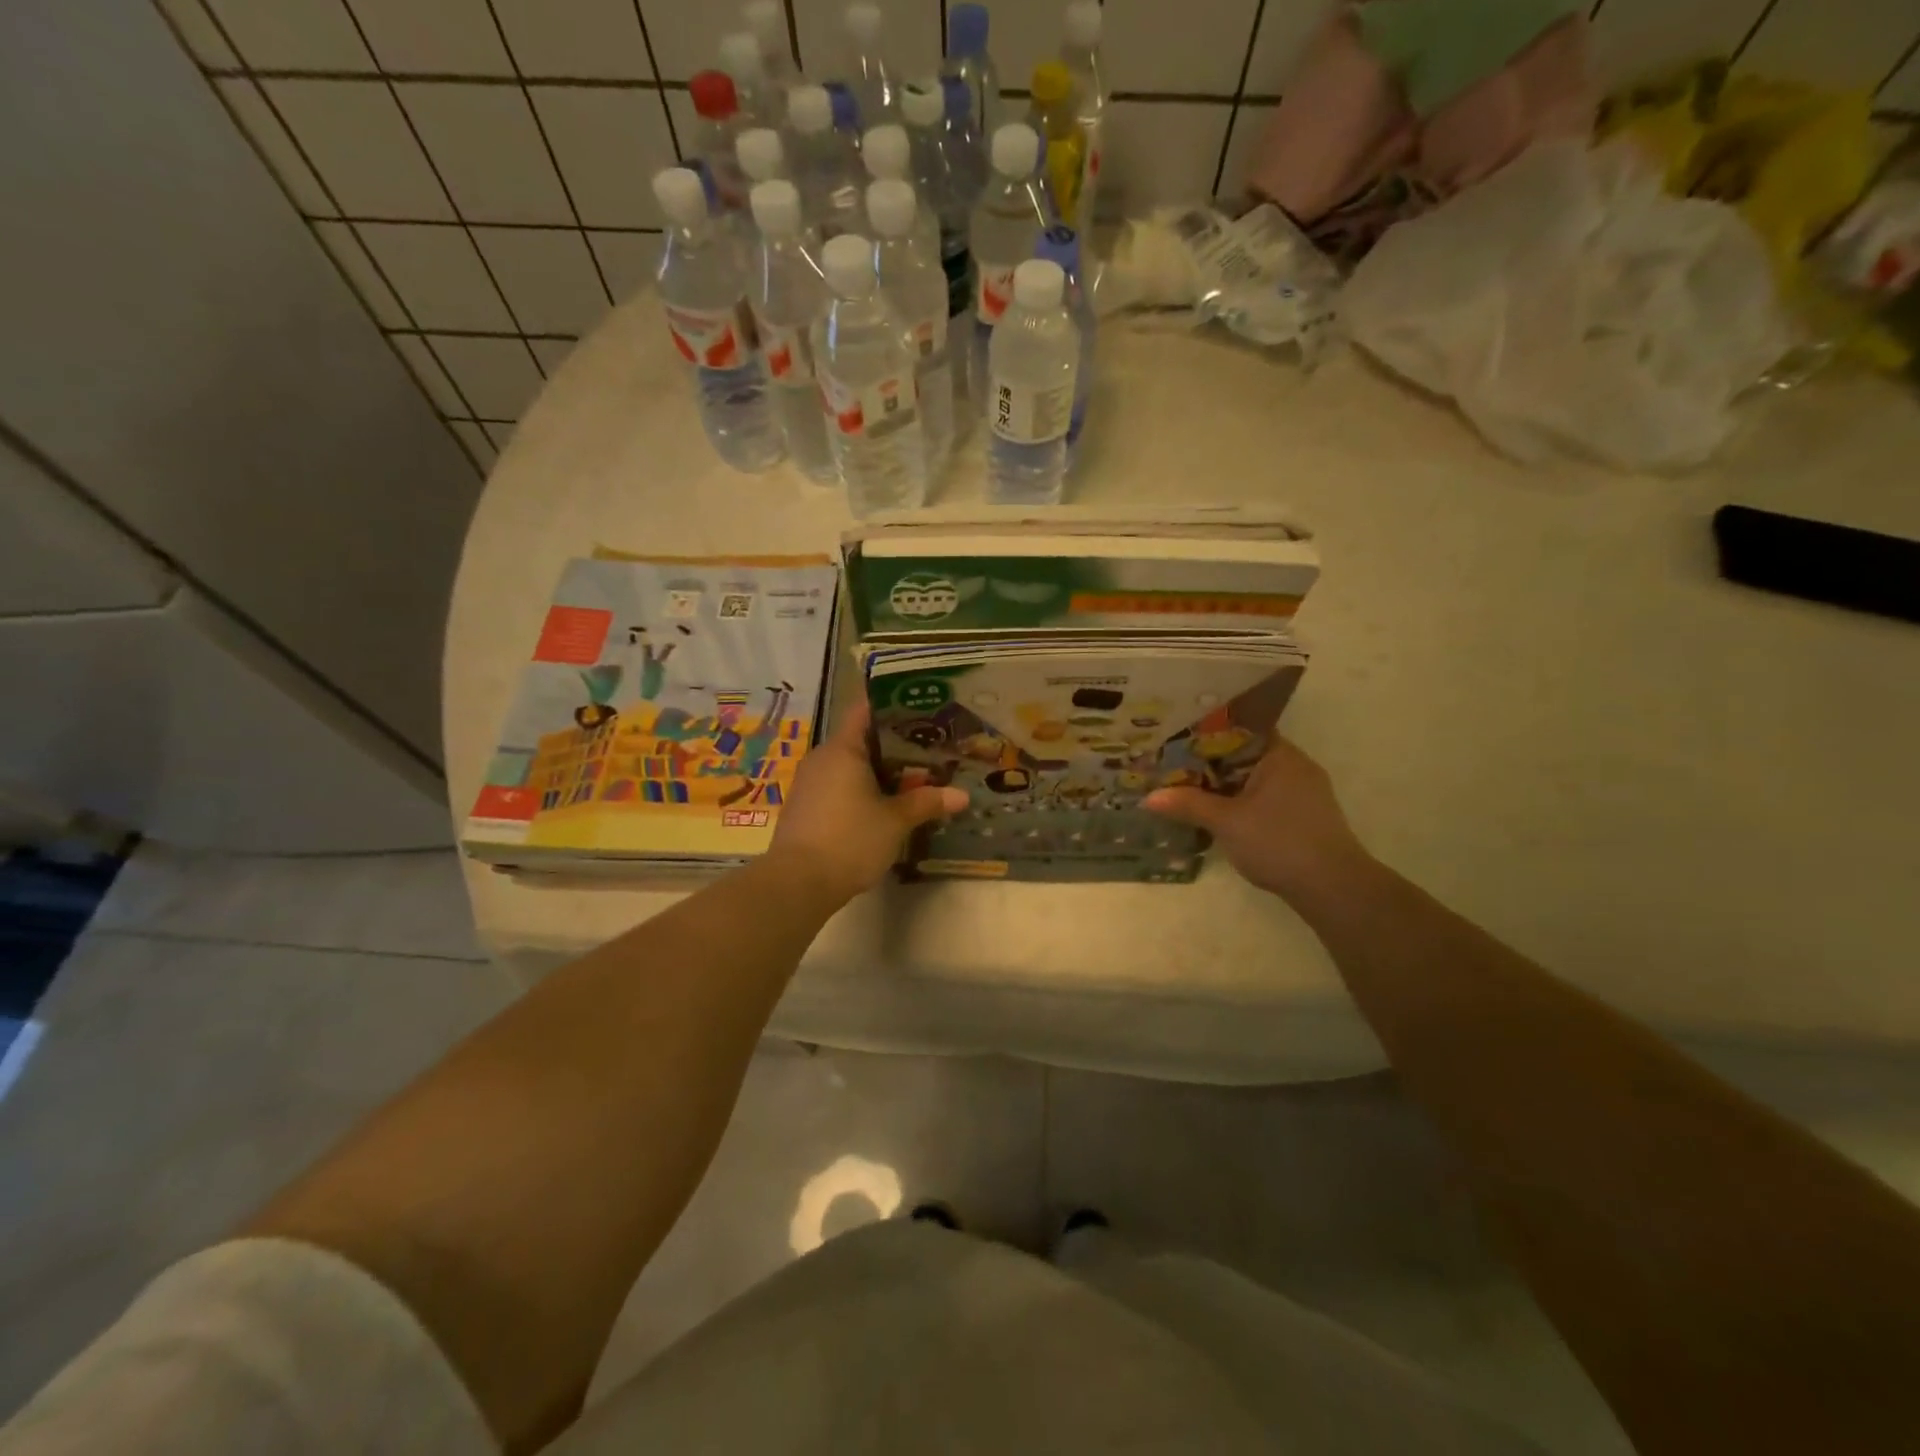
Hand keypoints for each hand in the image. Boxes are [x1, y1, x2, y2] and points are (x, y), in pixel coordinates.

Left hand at [770, 701, 967, 902]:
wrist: (798, 883)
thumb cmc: (850, 840)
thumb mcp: (895, 821)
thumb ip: (927, 802)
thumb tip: (962, 795)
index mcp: (843, 749)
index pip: (865, 710)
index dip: (892, 705)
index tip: (920, 708)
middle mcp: (822, 758)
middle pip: (861, 739)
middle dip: (894, 744)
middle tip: (929, 748)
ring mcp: (810, 783)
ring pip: (850, 766)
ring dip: (878, 771)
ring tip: (913, 777)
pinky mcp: (805, 808)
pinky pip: (838, 787)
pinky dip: (861, 790)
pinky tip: (883, 804)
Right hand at [1144, 736, 1370, 903]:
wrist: (1332, 887)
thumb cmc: (1279, 842)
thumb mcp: (1226, 822)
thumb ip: (1188, 805)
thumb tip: (1148, 797)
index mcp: (1280, 755)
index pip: (1239, 730)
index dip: (1206, 733)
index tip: (1176, 738)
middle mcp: (1295, 765)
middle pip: (1244, 755)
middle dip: (1210, 762)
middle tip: (1173, 765)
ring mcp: (1304, 792)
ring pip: (1254, 778)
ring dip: (1225, 785)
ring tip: (1188, 788)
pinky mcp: (1305, 815)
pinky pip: (1265, 797)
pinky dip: (1241, 801)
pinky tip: (1218, 813)